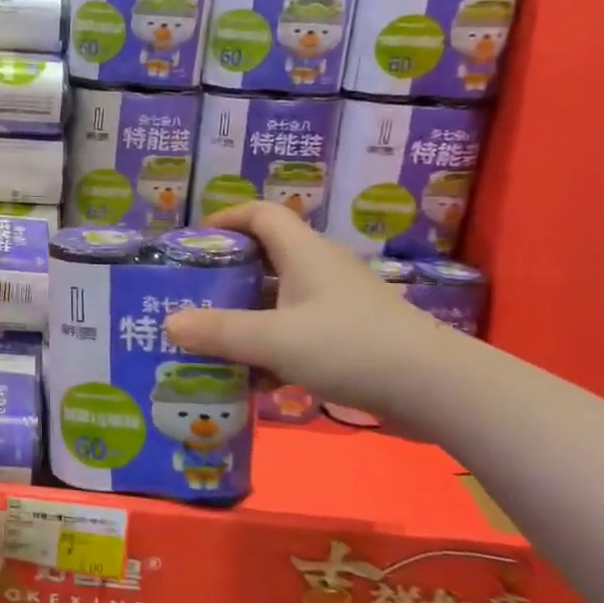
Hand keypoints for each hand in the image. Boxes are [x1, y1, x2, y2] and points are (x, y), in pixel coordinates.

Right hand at [162, 202, 449, 410]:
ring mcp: (339, 304)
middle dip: (228, 275)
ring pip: (281, 300)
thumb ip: (220, 331)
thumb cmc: (350, 346)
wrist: (435, 388)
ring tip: (213, 339)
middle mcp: (321, 270)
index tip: (194, 241)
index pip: (261, 213)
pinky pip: (298, 331)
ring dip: (248, 316)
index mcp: (304, 252)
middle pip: (267, 258)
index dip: (226, 218)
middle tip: (193, 295)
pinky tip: (254, 378)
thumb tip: (169, 323)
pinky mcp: (352, 336)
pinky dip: (273, 347)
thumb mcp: (275, 339)